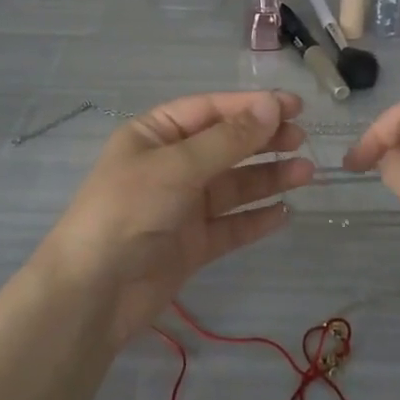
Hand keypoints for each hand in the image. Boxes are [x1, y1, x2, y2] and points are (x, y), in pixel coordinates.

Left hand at [39, 91, 314, 343]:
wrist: (93, 293)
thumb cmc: (128, 210)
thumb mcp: (177, 166)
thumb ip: (228, 140)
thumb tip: (272, 106)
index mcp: (155, 135)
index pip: (210, 110)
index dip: (251, 105)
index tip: (294, 105)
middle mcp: (170, 166)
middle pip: (225, 146)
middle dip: (263, 141)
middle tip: (302, 140)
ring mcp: (182, 206)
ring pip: (233, 186)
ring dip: (268, 178)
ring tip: (306, 174)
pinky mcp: (192, 244)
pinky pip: (231, 225)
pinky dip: (256, 219)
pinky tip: (285, 213)